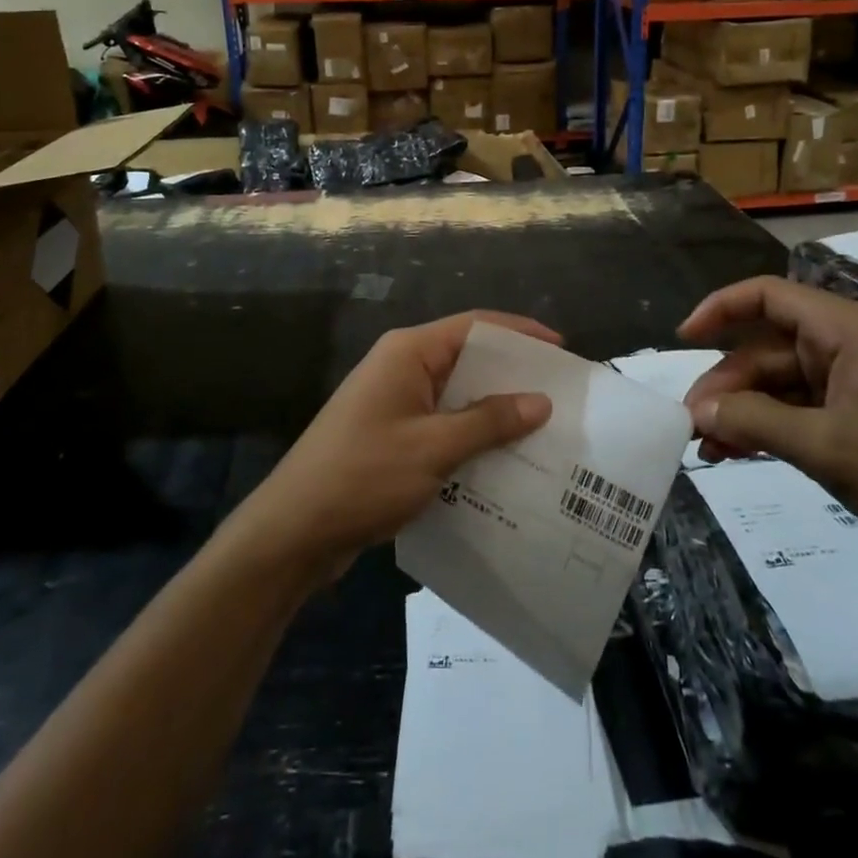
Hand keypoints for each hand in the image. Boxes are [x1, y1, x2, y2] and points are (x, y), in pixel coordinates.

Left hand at [225, 312, 556, 579]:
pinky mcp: (391, 436)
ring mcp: (394, 403)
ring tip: (542, 431)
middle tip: (561, 397)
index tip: (563, 351)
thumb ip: (488, 422)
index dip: (520, 333)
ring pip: (456, 396)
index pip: (475, 326)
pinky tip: (502, 463)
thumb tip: (540, 400)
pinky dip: (472, 438)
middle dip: (512, 377)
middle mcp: (401, 368)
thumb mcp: (434, 448)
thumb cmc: (363, 476)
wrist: (293, 531)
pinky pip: (442, 425)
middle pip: (468, 359)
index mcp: (408, 353)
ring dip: (494, 412)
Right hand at [678, 277, 857, 575]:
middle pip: (766, 348)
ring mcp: (857, 380)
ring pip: (781, 383)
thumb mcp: (828, 448)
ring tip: (708, 449)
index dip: (719, 309)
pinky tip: (741, 453)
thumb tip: (696, 411)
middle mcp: (847, 344)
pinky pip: (802, 408)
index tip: (682, 339)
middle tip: (692, 426)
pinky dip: (771, 427)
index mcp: (844, 330)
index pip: (766, 295)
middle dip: (726, 384)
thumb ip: (755, 422)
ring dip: (743, 411)